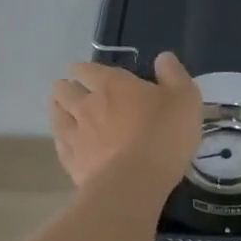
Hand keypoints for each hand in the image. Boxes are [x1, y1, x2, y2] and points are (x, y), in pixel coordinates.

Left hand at [49, 53, 202, 190]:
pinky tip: (63, 142)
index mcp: (111, 85)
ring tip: (57, 108)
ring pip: (57, 116)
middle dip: (65, 87)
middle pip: (65, 91)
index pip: (88, 70)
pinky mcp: (73, 163)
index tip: (81, 71)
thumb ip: (173, 75)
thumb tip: (163, 57)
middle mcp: (87, 105)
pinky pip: (60, 146)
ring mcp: (76, 135)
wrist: (135, 182)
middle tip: (66, 88)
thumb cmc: (163, 135)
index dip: (83, 69)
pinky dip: (60, 140)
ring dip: (56, 109)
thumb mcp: (184, 99)